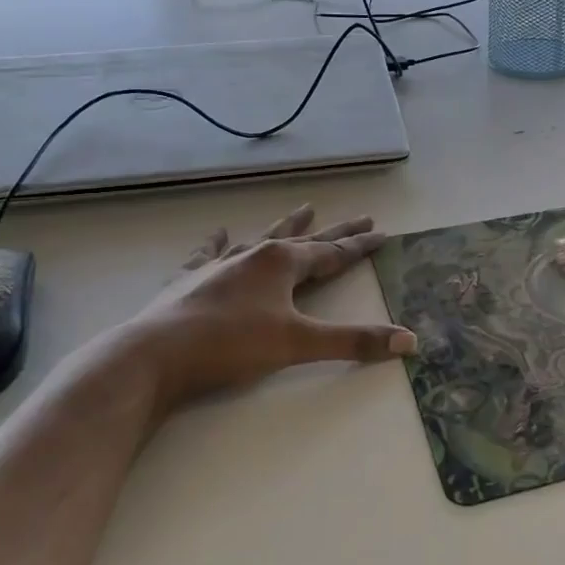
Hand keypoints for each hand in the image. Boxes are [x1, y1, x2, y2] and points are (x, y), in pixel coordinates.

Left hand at [109, 205, 415, 414]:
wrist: (154, 355)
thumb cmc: (231, 345)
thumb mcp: (299, 344)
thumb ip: (354, 341)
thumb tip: (410, 341)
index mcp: (282, 263)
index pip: (333, 252)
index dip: (360, 244)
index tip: (382, 233)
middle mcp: (255, 255)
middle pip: (305, 238)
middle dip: (335, 229)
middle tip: (361, 214)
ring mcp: (220, 265)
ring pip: (262, 238)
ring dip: (286, 226)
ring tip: (304, 208)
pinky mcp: (190, 280)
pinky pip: (209, 254)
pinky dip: (216, 243)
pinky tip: (217, 232)